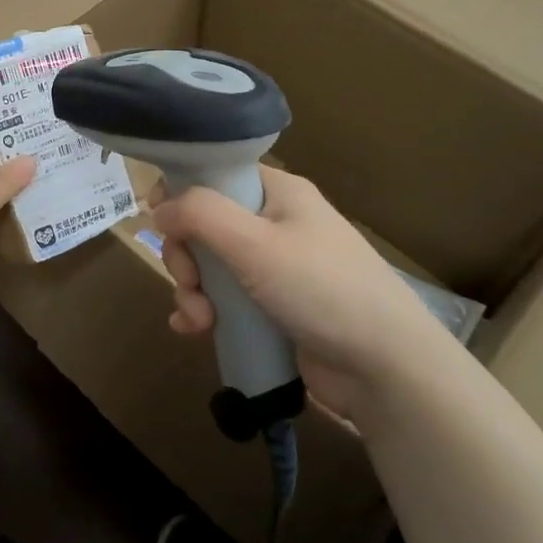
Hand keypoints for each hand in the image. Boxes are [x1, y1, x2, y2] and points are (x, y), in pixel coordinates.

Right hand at [151, 167, 454, 427]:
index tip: (157, 218)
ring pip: (211, 267)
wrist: (385, 367)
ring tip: (200, 320)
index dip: (182, 192)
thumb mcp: (254, 243)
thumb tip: (158, 208)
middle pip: (205, 225)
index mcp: (278, 193)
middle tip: (191, 282)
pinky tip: (192, 330)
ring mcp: (274, 269)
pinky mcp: (272, 308)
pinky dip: (204, 312)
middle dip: (186, 256)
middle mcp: (275, 224)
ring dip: (193, 291)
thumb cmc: (321, 288)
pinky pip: (224, 300)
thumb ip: (200, 215)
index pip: (217, 175)